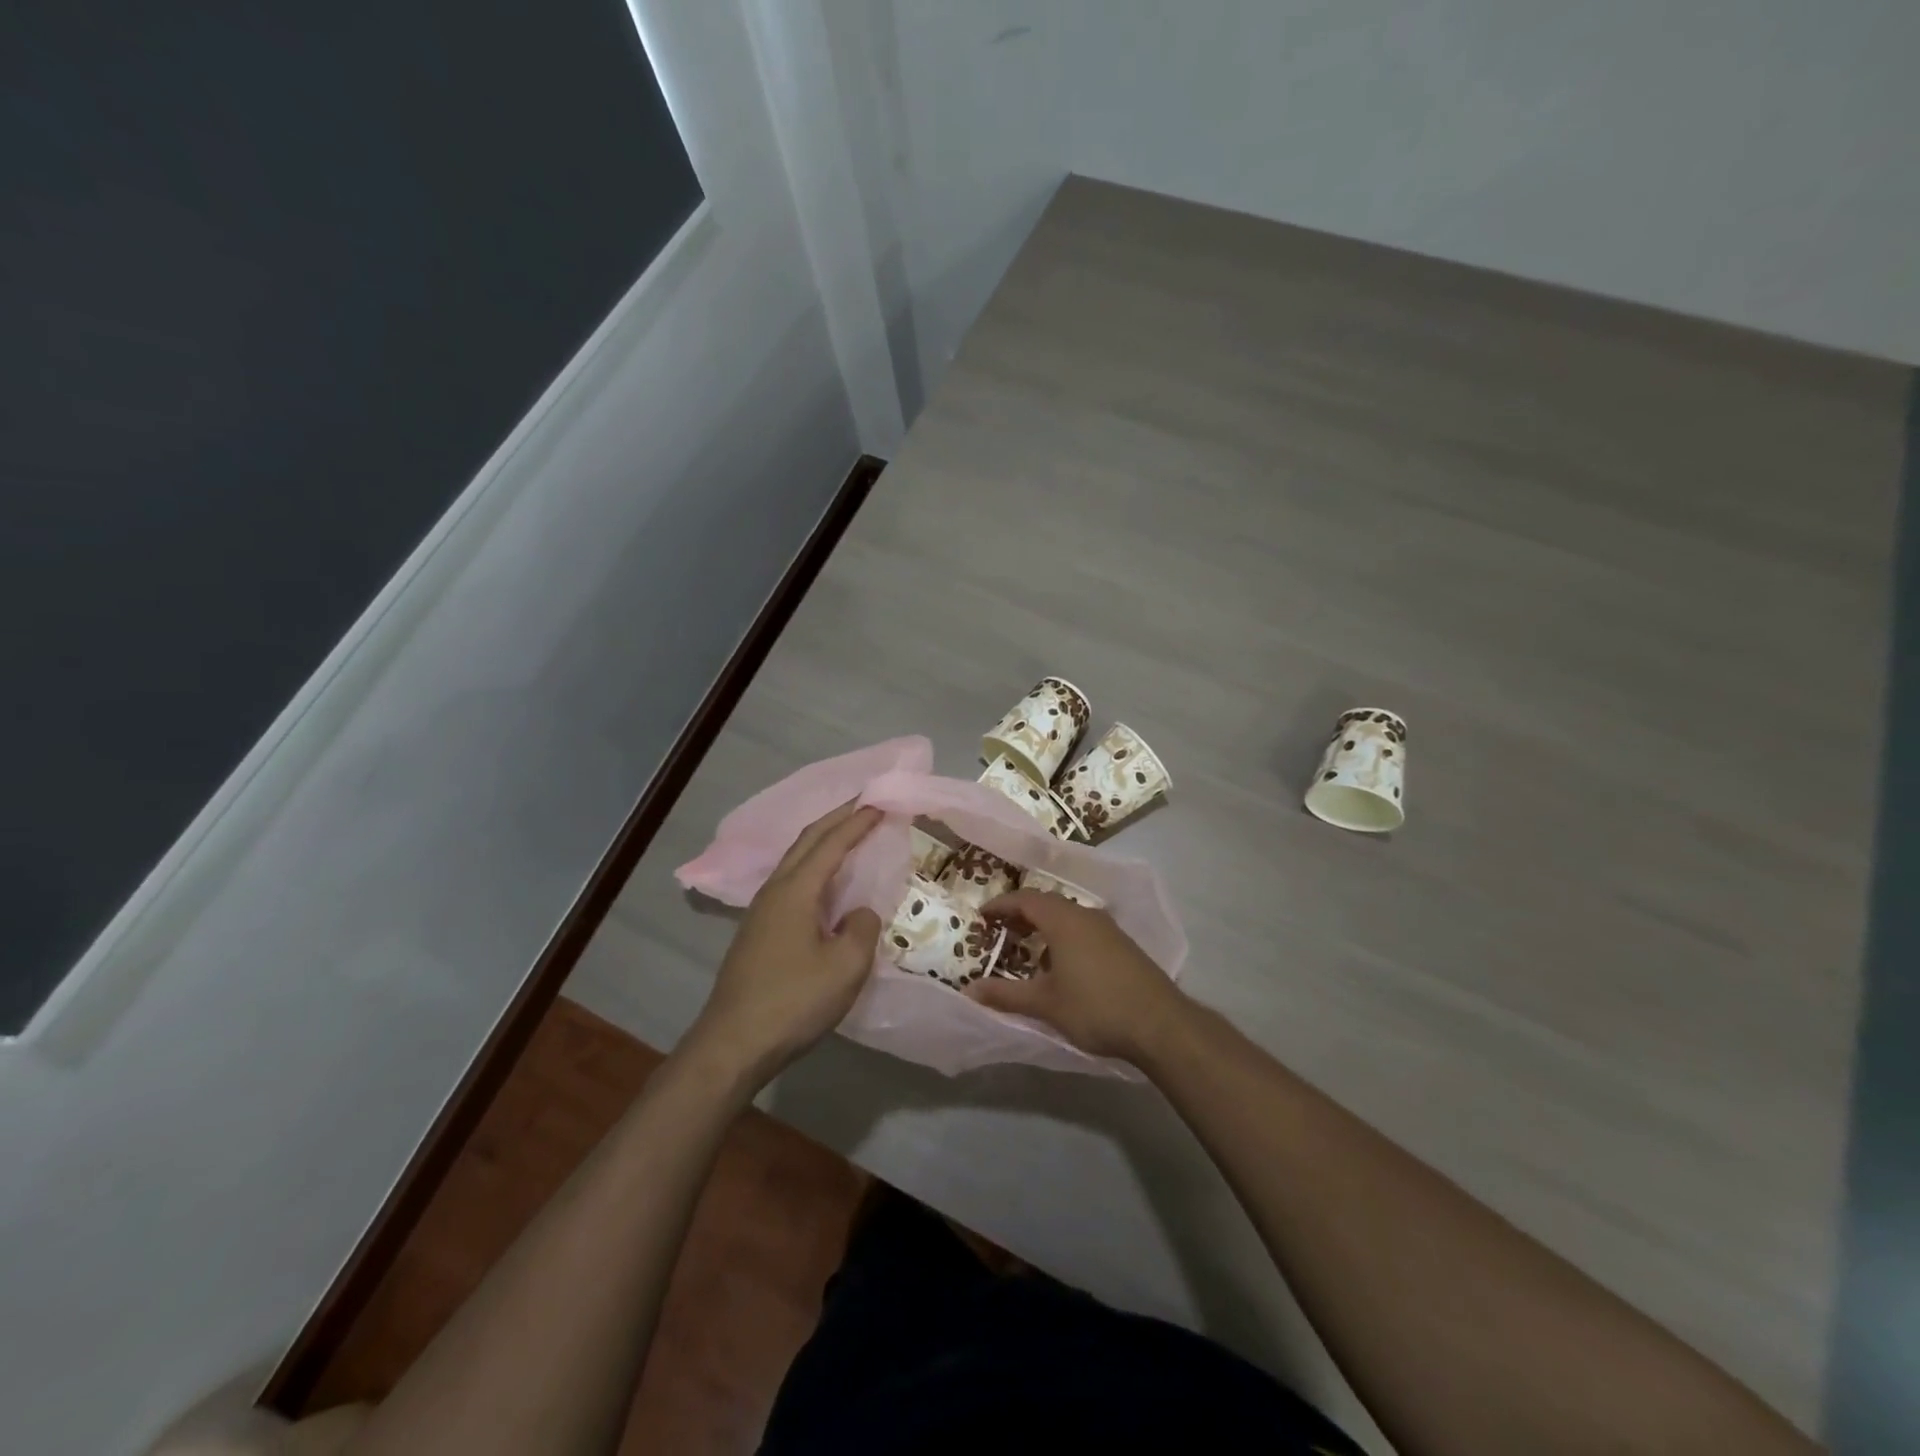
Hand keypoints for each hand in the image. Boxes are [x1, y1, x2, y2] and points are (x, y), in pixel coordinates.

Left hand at [682, 802, 883, 1087]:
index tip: (882, 802)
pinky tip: (825, 885)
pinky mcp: (758, 932)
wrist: (733, 1044)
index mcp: (795, 890)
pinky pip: (791, 883)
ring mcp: (761, 911)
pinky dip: (814, 868)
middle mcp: (774, 890)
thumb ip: (862, 929)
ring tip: (849, 836)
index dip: (858, 821)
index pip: (831, 843)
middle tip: (865, 804)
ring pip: (795, 861)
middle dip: (836, 818)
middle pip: (807, 841)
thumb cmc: (793, 1001)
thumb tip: (858, 914)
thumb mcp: (845, 966)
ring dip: (823, 842)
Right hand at [968, 889, 1188, 1064]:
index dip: (1000, 905)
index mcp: (1063, 920)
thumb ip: (1006, 995)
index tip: (982, 916)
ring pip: (1068, 914)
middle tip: (1000, 930)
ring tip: (1027, 945)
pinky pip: (1084, 927)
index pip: (1024, 899)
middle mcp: (1085, 914)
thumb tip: (969, 991)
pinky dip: (1064, 934)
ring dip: (1044, 924)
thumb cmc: (1096, 1007)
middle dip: (1021, 913)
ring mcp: (1108, 928)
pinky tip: (1062, 961)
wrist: (1160, 1023)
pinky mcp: (1123, 944)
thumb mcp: (1045, 1004)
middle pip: (1047, 903)